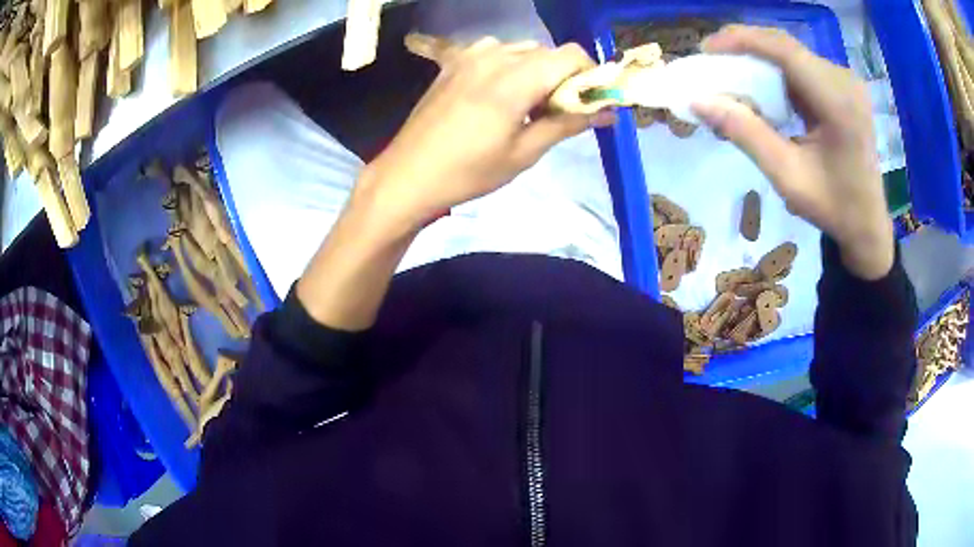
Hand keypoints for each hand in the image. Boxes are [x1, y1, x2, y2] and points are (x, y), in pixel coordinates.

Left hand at [356, 38, 614, 235]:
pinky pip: (494, 50)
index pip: (571, 55)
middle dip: (563, 76)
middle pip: (548, 52)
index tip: (587, 102)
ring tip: (524, 104)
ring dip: (535, 70)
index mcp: (515, 78)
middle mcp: (495, 56)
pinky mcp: (453, 62)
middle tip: (555, 111)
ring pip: (522, 49)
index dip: (588, 75)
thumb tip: (608, 112)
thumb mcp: (524, 153)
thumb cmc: (469, 172)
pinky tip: (497, 89)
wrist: (408, 175)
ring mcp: (470, 55)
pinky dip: (508, 64)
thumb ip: (568, 123)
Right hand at [692, 25, 893, 279]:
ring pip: (791, 54)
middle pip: (786, 47)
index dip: (742, 40)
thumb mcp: (787, 176)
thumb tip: (698, 101)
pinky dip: (775, 73)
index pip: (784, 50)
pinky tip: (761, 88)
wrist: (868, 225)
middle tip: (712, 63)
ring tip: (731, 76)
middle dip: (745, 49)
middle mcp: (845, 81)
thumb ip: (746, 134)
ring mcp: (846, 82)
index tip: (706, 48)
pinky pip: (801, 67)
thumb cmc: (833, 207)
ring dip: (759, 60)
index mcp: (838, 103)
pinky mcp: (843, 87)